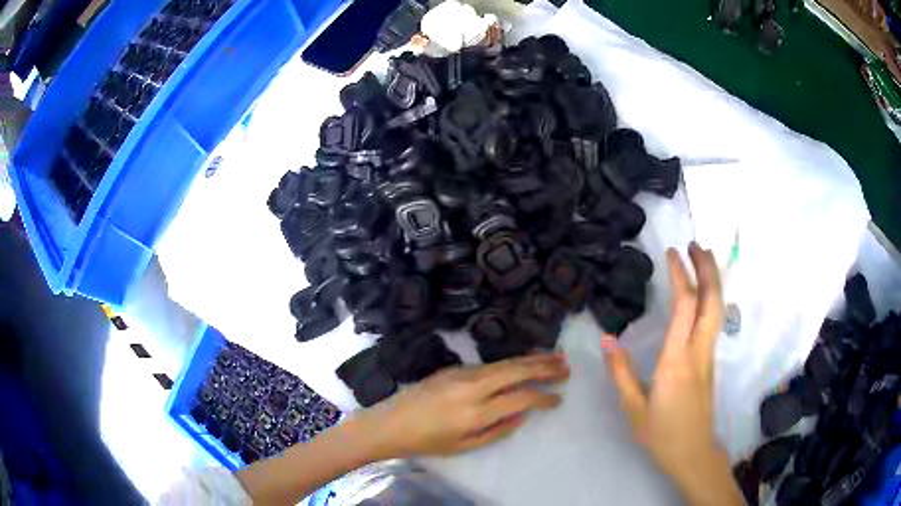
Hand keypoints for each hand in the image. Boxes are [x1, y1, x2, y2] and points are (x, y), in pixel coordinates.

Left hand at [355, 352, 569, 459]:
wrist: (391, 422)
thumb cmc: (427, 442)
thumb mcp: (464, 446)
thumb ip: (498, 431)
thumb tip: (523, 414)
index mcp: (475, 412)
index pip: (520, 399)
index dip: (544, 397)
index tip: (560, 398)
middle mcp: (471, 387)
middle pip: (516, 371)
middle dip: (544, 367)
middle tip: (567, 366)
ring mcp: (461, 373)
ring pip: (504, 362)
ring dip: (531, 359)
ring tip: (554, 357)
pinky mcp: (453, 367)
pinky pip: (490, 363)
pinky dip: (512, 361)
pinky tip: (523, 361)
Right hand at [602, 243, 742, 505]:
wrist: (693, 453)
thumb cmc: (661, 434)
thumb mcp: (634, 408)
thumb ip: (621, 372)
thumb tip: (607, 339)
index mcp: (677, 361)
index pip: (684, 308)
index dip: (679, 276)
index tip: (671, 254)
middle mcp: (698, 352)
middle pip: (711, 300)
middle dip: (706, 269)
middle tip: (695, 245)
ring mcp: (708, 356)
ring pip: (717, 309)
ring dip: (712, 280)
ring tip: (702, 258)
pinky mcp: (710, 362)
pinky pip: (714, 320)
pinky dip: (711, 297)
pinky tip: (703, 293)